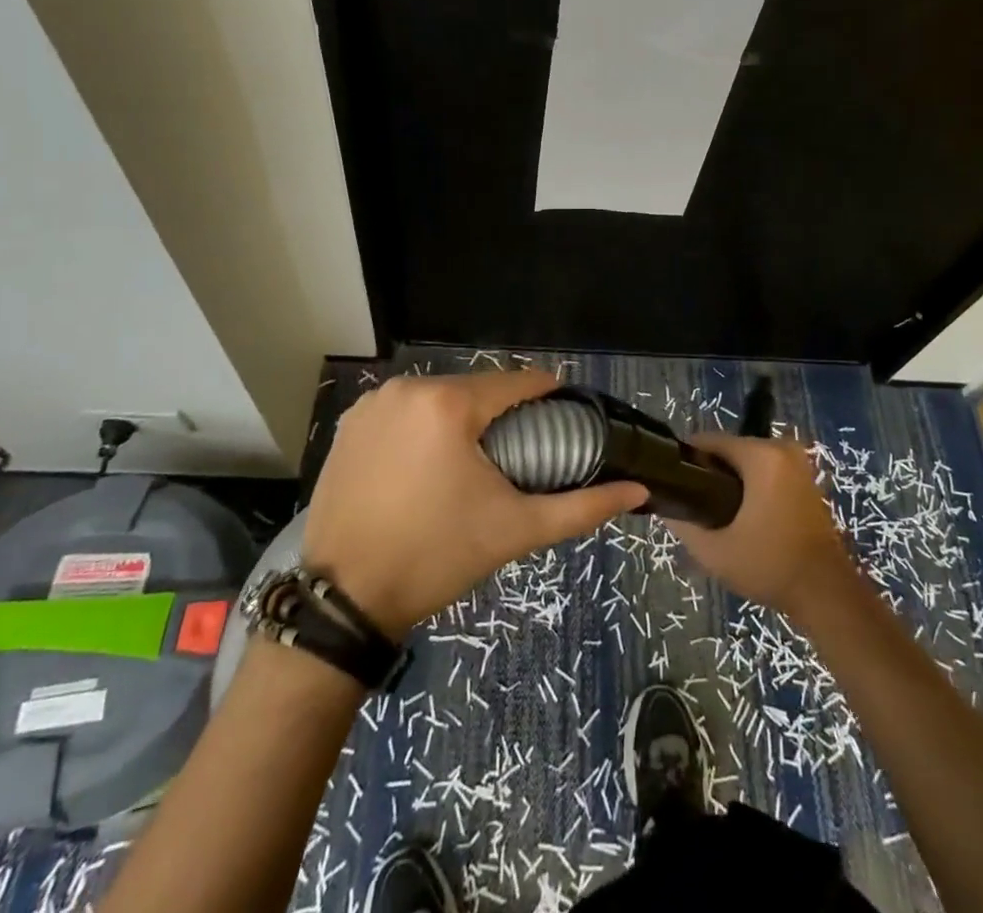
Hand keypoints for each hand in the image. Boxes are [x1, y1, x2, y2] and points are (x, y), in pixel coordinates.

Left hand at [302, 371, 646, 636]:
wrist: (344, 600)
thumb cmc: (436, 557)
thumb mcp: (515, 530)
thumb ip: (580, 507)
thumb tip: (637, 491)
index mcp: (449, 404)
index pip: (514, 382)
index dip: (545, 394)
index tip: (561, 413)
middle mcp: (407, 389)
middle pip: (474, 389)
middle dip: (500, 411)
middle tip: (519, 448)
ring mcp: (372, 404)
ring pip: (437, 398)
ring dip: (460, 418)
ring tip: (474, 458)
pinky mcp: (348, 425)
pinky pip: (402, 412)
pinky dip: (422, 427)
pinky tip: (428, 462)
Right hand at [672, 434, 861, 618]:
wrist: (826, 593)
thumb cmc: (769, 566)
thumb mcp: (715, 551)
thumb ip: (683, 524)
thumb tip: (663, 506)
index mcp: (761, 456)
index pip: (709, 440)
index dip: (686, 459)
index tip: (673, 483)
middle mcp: (781, 448)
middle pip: (729, 449)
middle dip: (709, 471)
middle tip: (694, 504)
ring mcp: (798, 462)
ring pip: (748, 460)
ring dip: (731, 479)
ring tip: (714, 511)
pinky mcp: (805, 477)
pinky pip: (766, 469)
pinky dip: (752, 484)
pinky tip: (741, 513)